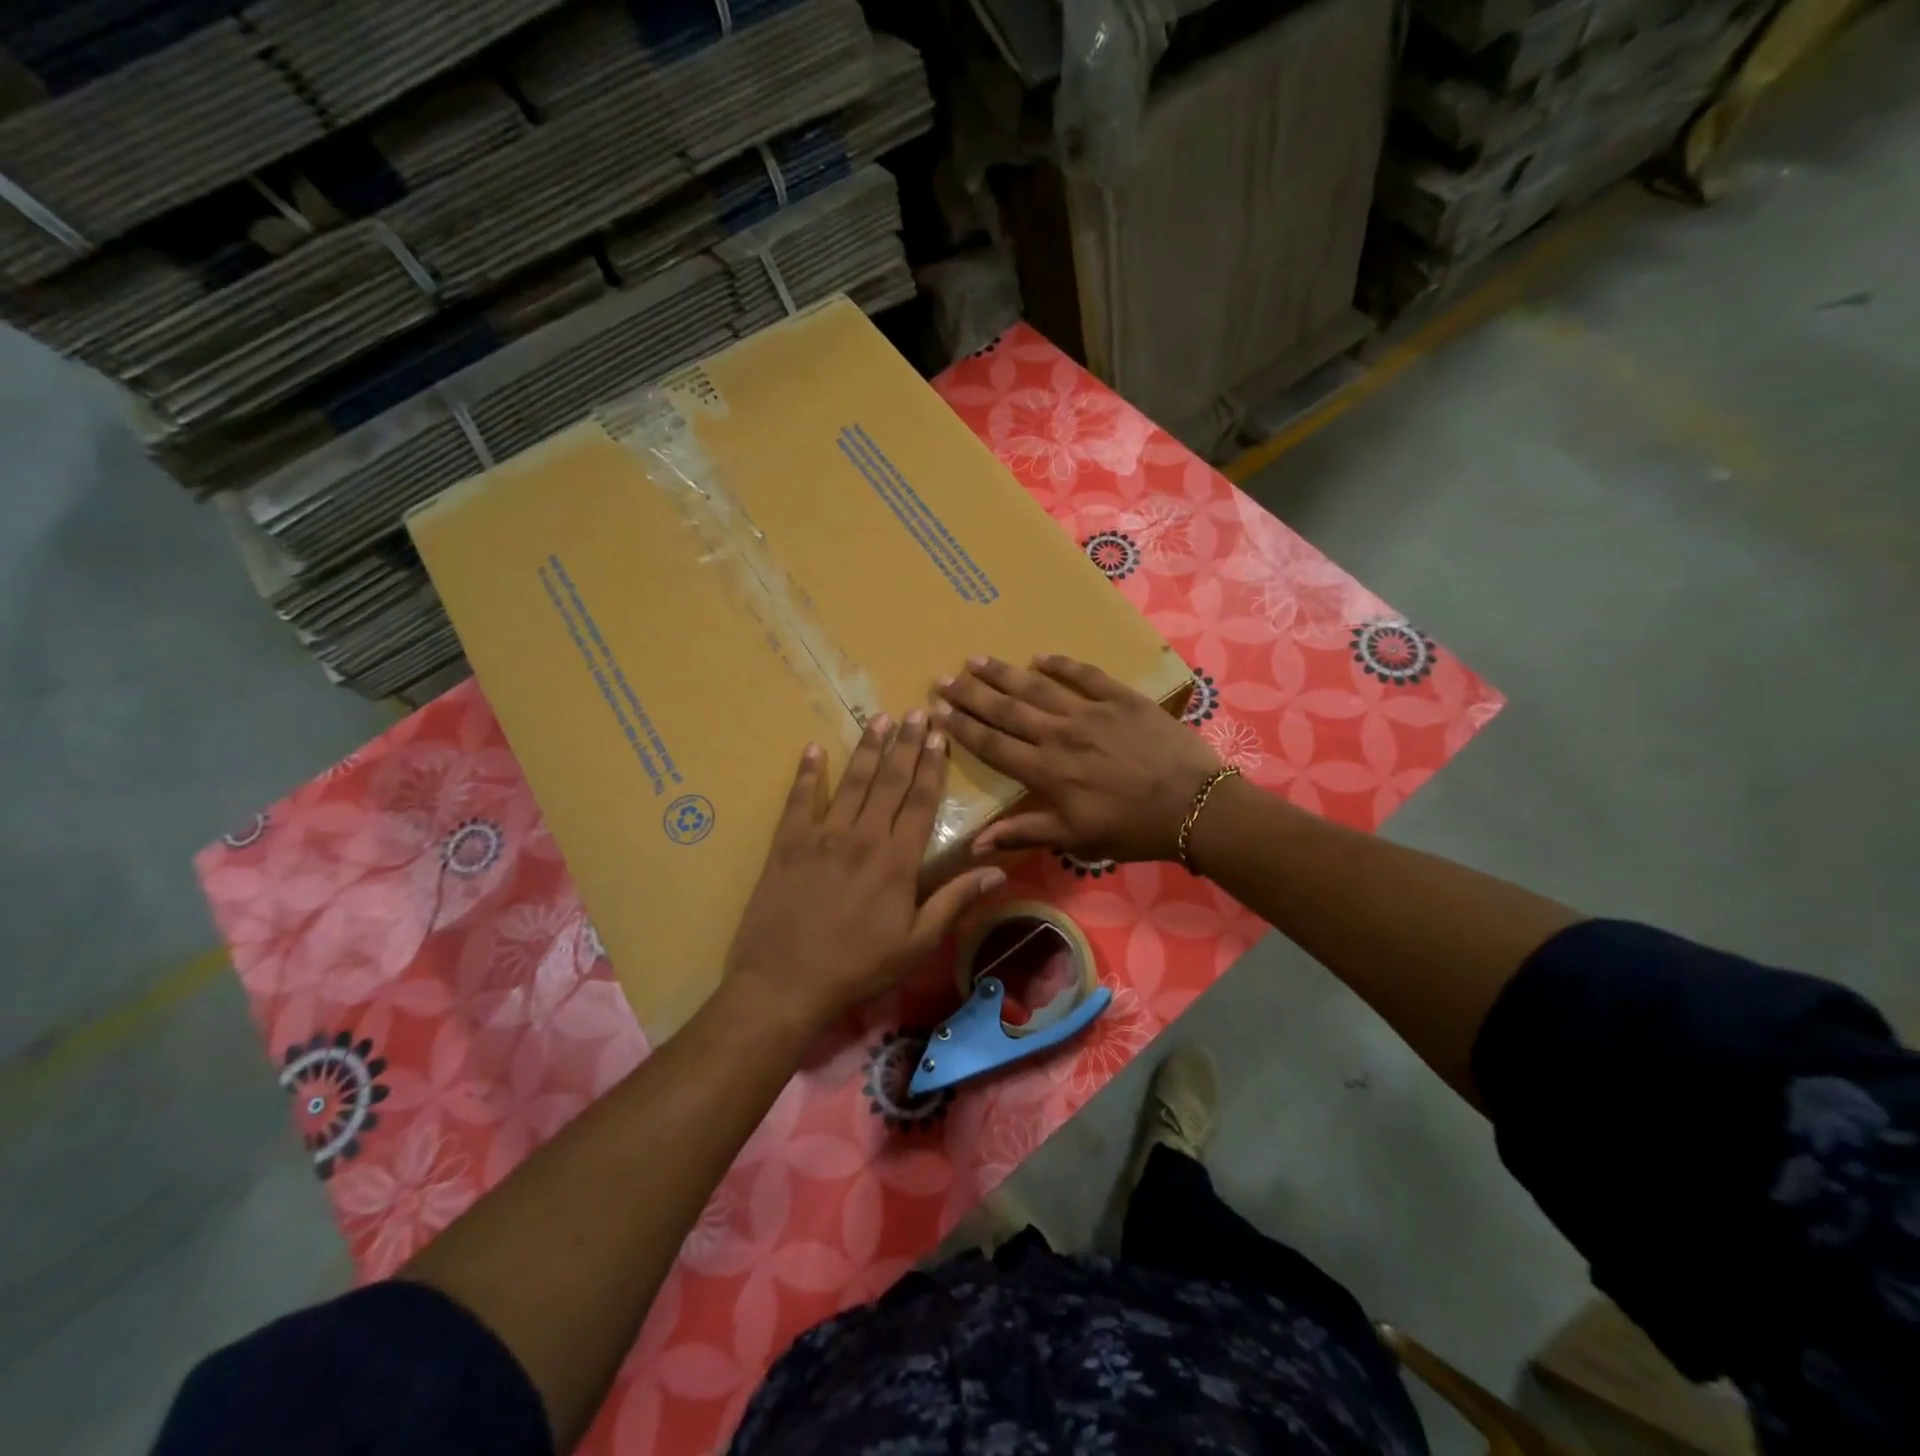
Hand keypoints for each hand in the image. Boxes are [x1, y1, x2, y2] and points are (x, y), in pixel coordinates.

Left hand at [725, 711, 1005, 1032]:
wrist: (784, 983)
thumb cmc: (858, 967)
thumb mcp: (916, 944)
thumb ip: (954, 901)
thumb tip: (997, 869)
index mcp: (897, 860)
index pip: (921, 802)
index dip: (932, 767)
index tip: (940, 736)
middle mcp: (863, 837)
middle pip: (890, 782)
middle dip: (906, 744)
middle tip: (917, 712)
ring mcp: (823, 836)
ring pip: (851, 782)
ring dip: (868, 749)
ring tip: (880, 719)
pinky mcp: (788, 843)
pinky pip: (800, 799)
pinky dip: (807, 773)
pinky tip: (814, 749)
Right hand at [935, 655, 1220, 862]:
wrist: (1194, 805)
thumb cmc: (1132, 828)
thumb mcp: (1077, 839)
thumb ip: (1025, 833)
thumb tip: (974, 845)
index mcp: (1046, 771)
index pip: (993, 744)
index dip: (962, 727)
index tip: (937, 710)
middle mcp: (1059, 735)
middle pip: (1006, 709)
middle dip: (971, 693)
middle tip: (944, 677)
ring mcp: (1090, 712)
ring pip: (1037, 688)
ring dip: (1004, 674)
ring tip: (977, 659)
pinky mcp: (1121, 698)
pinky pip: (1085, 674)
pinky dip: (1061, 664)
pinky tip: (1040, 656)